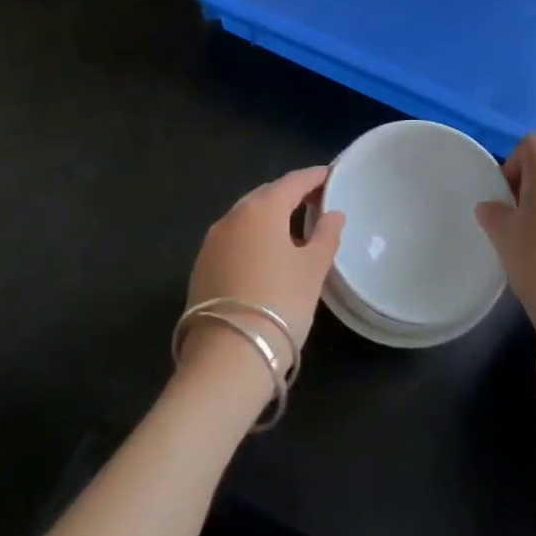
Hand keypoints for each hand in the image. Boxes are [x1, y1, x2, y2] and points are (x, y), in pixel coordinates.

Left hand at [181, 167, 342, 376]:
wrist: (226, 359)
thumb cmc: (280, 304)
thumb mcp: (313, 269)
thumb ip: (326, 235)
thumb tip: (333, 214)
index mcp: (262, 208)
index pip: (293, 181)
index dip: (314, 177)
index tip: (332, 176)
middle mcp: (232, 216)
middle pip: (266, 195)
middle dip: (291, 194)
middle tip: (316, 202)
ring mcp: (212, 242)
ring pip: (247, 217)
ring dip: (270, 217)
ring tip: (294, 229)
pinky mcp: (201, 267)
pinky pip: (234, 238)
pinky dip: (253, 237)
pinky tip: (266, 255)